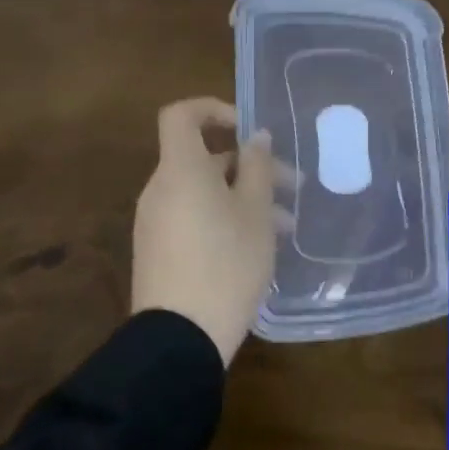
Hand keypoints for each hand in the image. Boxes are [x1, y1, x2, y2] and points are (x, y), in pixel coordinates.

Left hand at [131, 97, 288, 365]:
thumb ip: (257, 166)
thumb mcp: (255, 211)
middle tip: (292, 186)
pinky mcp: (159, 251)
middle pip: (204, 159)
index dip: (213, 109)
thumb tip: (256, 137)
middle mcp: (161, 189)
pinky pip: (194, 216)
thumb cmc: (226, 262)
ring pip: (205, 191)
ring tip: (285, 224)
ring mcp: (156, 222)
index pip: (181, 115)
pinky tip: (259, 244)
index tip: (247, 128)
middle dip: (251, 166)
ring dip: (245, 196)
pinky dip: (225, 217)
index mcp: (181, 170)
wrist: (180, 340)